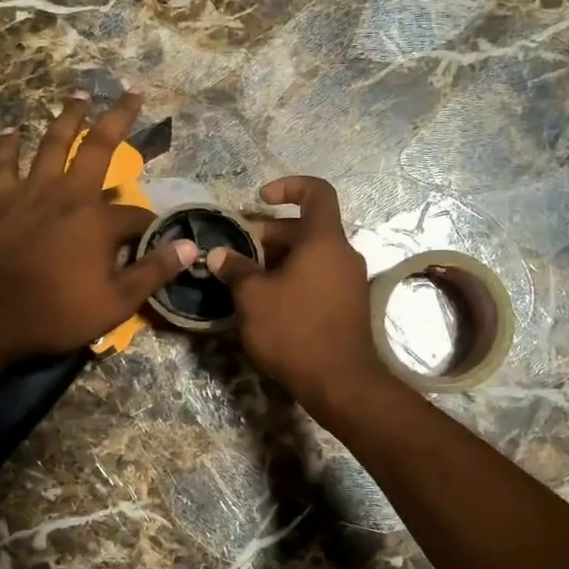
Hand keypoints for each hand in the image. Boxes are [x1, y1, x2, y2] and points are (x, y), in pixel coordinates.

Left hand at [0, 91, 197, 359]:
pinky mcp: (1, 204)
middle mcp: (67, 195)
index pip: (137, 215)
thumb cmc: (58, 313)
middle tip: (131, 94)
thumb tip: (190, 248)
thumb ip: (153, 272)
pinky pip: (5, 167)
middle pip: (97, 147)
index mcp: (97, 220)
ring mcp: (31, 195)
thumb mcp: (116, 302)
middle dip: (118, 119)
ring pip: (52, 145)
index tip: (159, 238)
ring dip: (67, 119)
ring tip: (78, 96)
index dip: (152, 225)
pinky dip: (9, 148)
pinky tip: (13, 131)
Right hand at [207, 176, 394, 415]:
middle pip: (307, 228)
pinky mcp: (348, 305)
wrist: (340, 383)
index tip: (260, 199)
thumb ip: (236, 269)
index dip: (288, 186)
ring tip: (247, 279)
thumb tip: (219, 254)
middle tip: (239, 253)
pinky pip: (319, 277)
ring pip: (311, 255)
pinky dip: (294, 278)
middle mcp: (343, 254)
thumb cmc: (294, 331)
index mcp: (324, 241)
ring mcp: (349, 281)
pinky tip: (269, 302)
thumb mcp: (254, 298)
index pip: (316, 192)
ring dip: (279, 259)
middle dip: (270, 234)